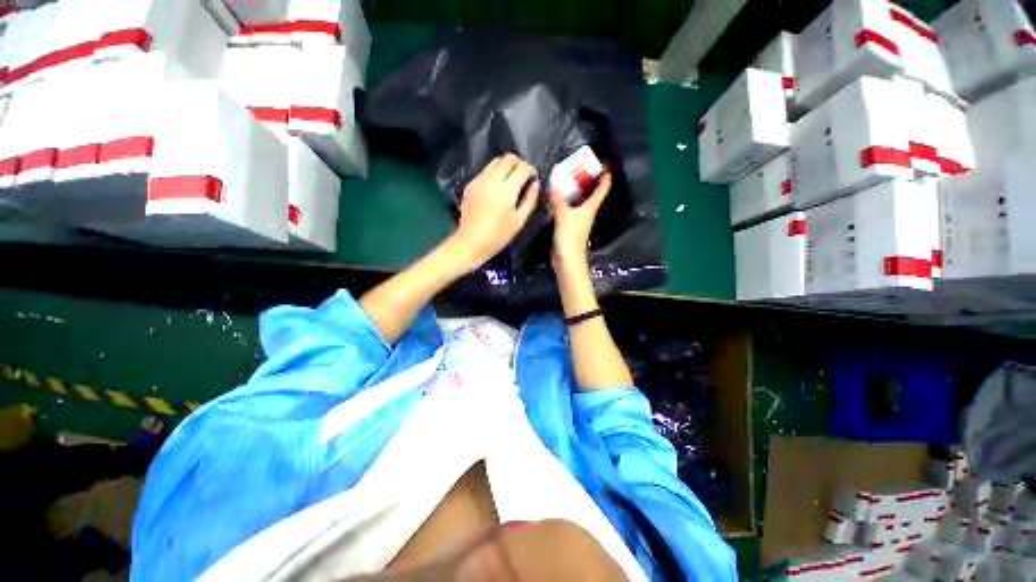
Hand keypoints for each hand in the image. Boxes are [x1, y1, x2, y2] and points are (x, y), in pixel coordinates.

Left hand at [451, 154, 539, 269]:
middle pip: (508, 158)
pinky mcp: (470, 185)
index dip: (531, 170)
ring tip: (510, 180)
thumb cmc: (499, 235)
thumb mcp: (519, 220)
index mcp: (507, 189)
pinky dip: (494, 173)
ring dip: (505, 166)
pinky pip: (485, 171)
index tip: (533, 177)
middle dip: (519, 163)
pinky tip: (496, 188)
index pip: (522, 167)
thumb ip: (530, 200)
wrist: (471, 241)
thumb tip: (535, 184)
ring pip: (495, 162)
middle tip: (523, 176)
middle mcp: (492, 179)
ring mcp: (479, 180)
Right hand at [550, 172, 610, 266]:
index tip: (604, 164)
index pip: (602, 189)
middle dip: (586, 181)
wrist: (567, 260)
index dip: (605, 177)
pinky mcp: (569, 227)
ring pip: (578, 202)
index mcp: (590, 208)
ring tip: (564, 179)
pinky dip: (563, 203)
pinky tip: (554, 200)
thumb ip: (558, 200)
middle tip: (577, 167)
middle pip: (590, 194)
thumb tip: (553, 186)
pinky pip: (568, 210)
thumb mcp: (563, 216)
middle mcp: (586, 212)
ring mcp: (578, 220)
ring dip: (573, 192)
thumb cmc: (570, 237)